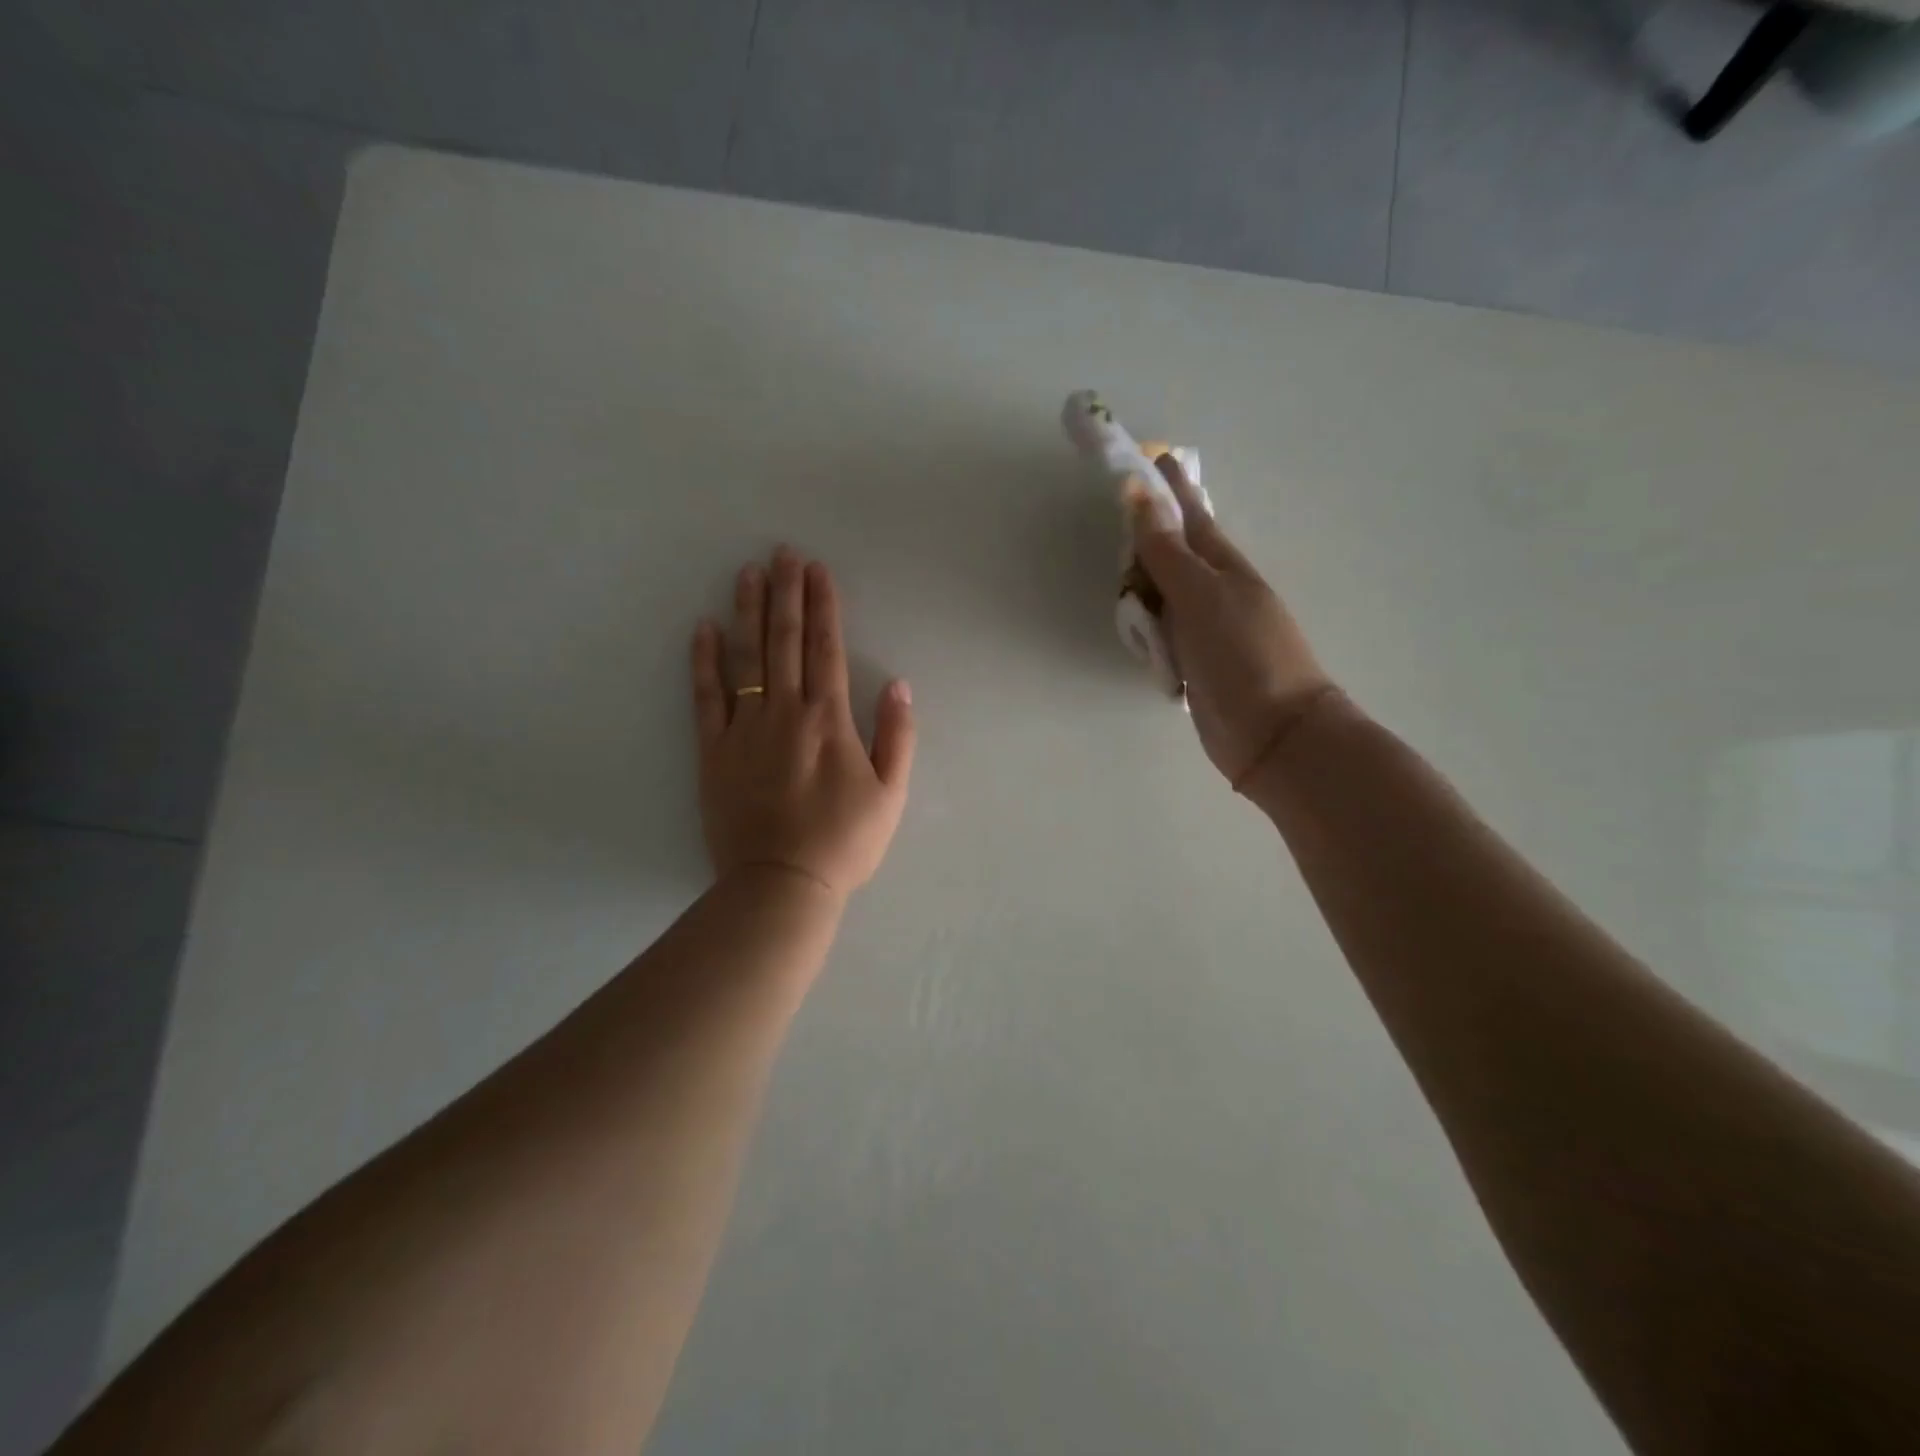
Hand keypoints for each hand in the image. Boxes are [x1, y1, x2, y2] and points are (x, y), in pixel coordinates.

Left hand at [691, 548, 914, 899]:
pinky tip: (704, 629)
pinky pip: (706, 696)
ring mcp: (744, 729)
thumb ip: (897, 737)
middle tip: (782, 552)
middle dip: (786, 593)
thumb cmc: (844, 842)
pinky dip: (704, 661)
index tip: (817, 569)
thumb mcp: (890, 795)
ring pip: (746, 658)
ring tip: (748, 573)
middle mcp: (785, 713)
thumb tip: (900, 685)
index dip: (823, 605)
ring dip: (749, 612)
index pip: (826, 648)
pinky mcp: (713, 751)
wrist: (782, 884)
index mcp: (829, 720)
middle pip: (784, 641)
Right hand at [1132, 455, 1337, 791]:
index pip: (1191, 516)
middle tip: (1120, 517)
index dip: (1171, 489)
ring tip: (1120, 572)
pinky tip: (1134, 625)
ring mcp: (1205, 630)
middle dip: (1149, 535)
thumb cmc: (1243, 654)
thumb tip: (1140, 494)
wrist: (1273, 733)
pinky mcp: (1194, 664)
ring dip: (1143, 584)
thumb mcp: (1201, 595)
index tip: (1151, 459)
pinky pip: (1162, 633)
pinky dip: (1146, 626)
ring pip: (1164, 595)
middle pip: (1173, 554)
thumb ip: (1166, 551)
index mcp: (1223, 566)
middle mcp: (1215, 592)